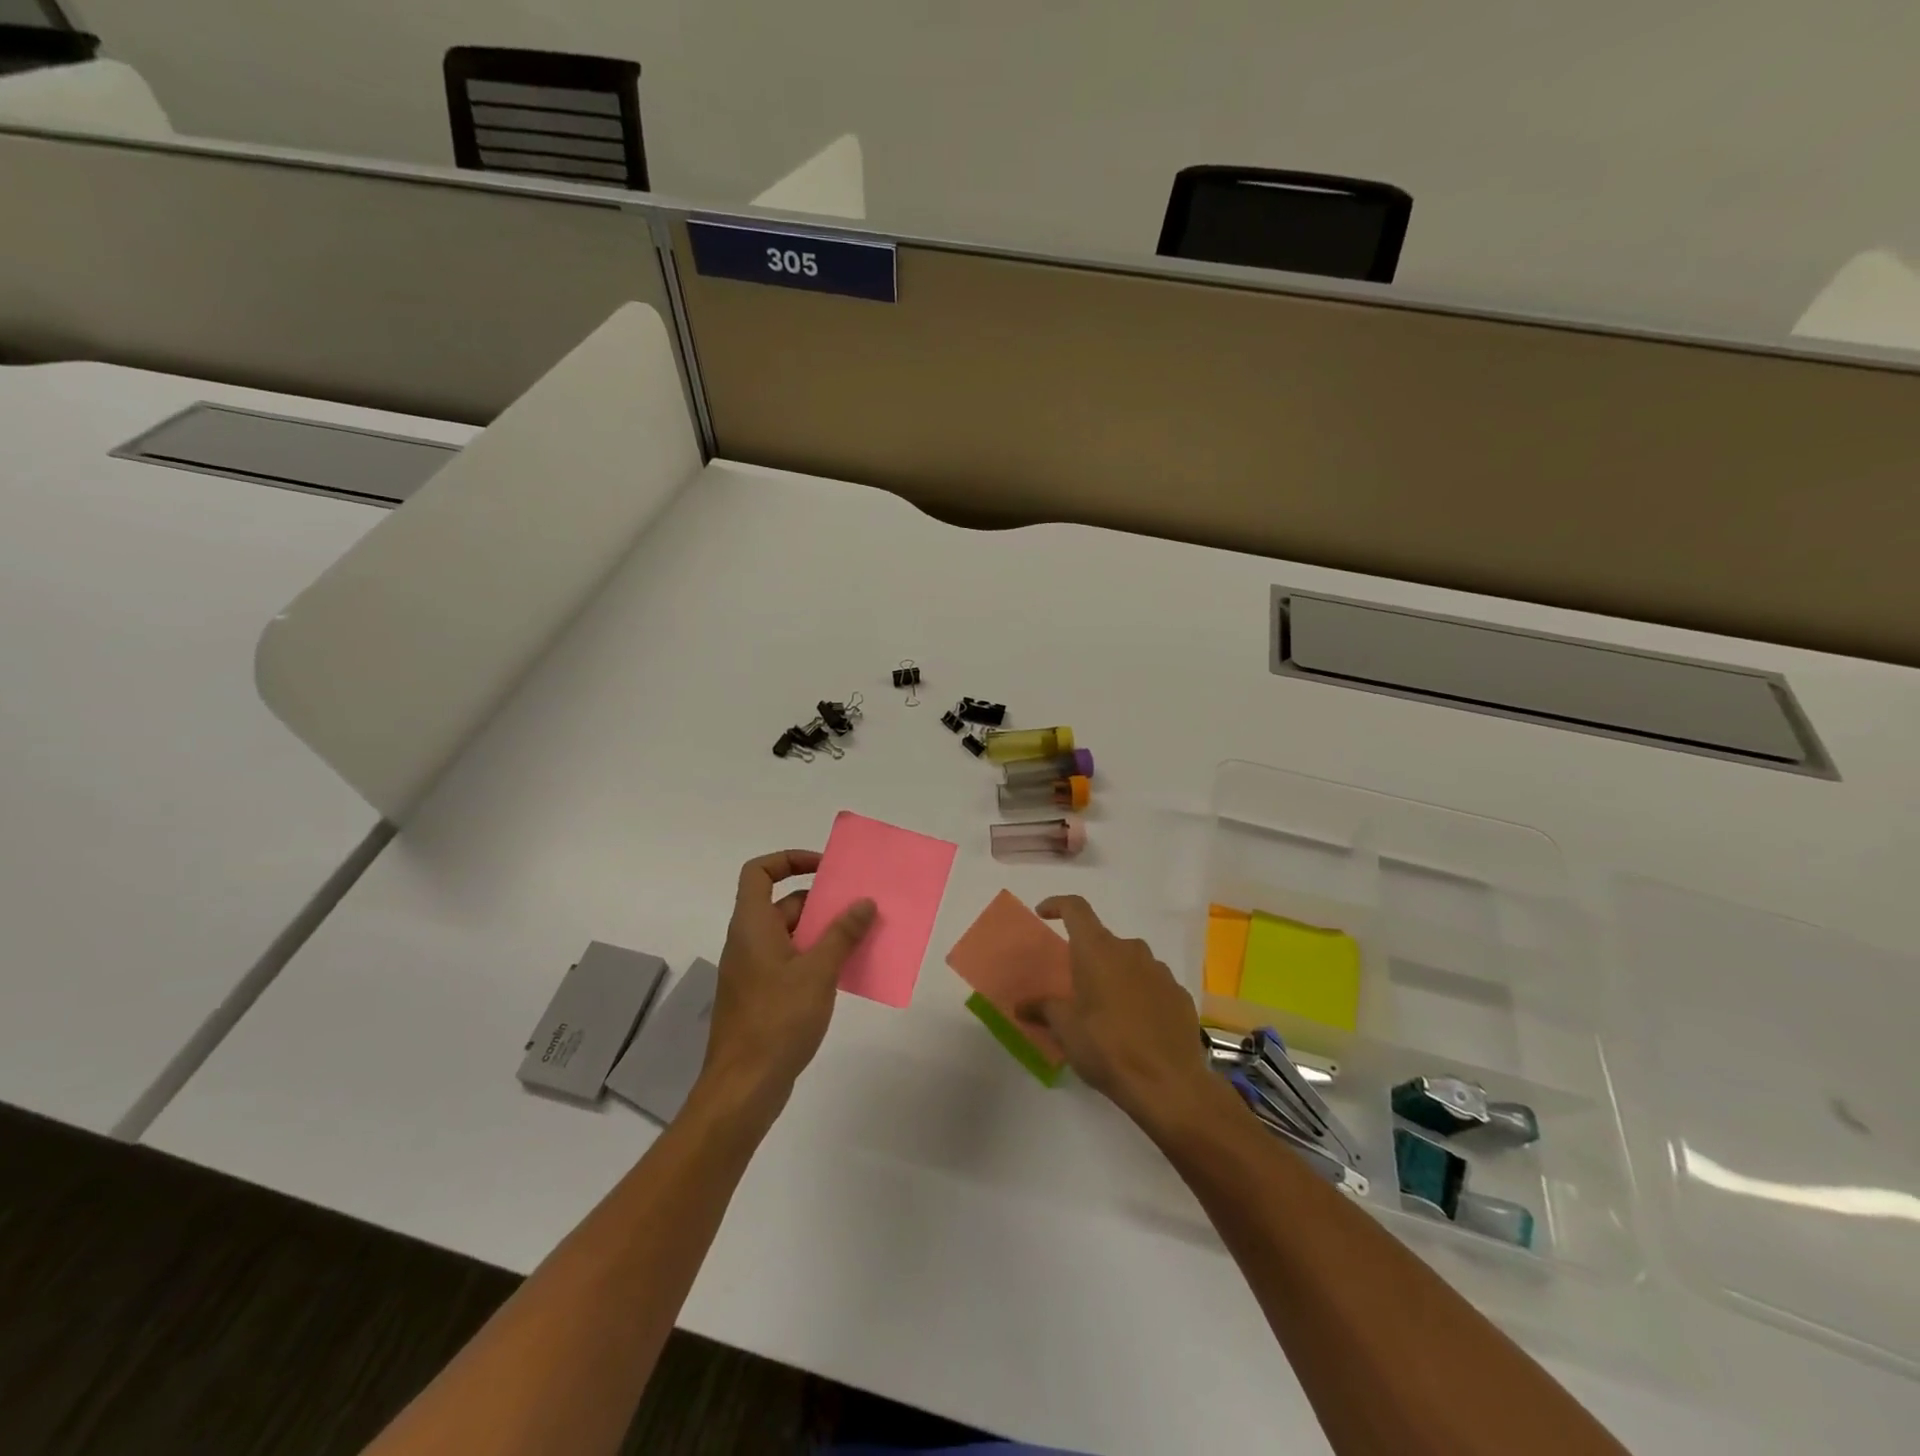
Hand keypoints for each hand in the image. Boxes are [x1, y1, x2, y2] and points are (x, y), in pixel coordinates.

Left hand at [697, 850, 874, 1120]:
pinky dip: (817, 959)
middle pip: (782, 904)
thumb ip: (842, 934)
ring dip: (824, 932)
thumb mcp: (817, 972)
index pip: (760, 872)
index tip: (825, 869)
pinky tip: (847, 973)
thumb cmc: (777, 1021)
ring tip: (863, 937)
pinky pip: (792, 963)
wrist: (743, 1089)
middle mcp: (749, 942)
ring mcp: (754, 971)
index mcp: (752, 925)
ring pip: (791, 936)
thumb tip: (864, 902)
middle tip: (859, 906)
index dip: (790, 860)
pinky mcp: (762, 997)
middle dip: (821, 902)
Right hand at [1019, 896, 1227, 1138]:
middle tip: (1076, 985)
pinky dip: (1141, 995)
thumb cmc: (1107, 1047)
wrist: (1169, 1084)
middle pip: (1103, 940)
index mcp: (1098, 950)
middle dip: (1088, 956)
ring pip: (1131, 962)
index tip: (1044, 913)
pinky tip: (1136, 1026)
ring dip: (1116, 976)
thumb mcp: (1066, 1029)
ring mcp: (1160, 971)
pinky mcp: (1180, 995)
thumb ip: (1043, 1009)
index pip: (1076, 908)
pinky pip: (1153, 984)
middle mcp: (1131, 950)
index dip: (1057, 905)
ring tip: (1107, 1010)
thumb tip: (1021, 1005)